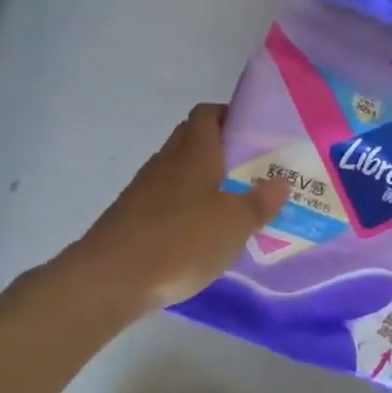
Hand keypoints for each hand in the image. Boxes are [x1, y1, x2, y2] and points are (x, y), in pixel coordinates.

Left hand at [71, 104, 287, 315]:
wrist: (110, 279)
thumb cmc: (181, 240)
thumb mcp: (234, 224)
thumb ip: (259, 202)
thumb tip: (281, 182)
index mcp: (194, 152)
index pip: (207, 114)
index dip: (229, 115)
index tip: (253, 132)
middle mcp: (167, 162)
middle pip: (192, 140)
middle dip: (220, 149)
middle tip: (250, 170)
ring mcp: (144, 189)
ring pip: (178, 172)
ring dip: (202, 181)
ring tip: (232, 204)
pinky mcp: (131, 217)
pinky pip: (165, 200)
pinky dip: (184, 207)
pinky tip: (200, 234)